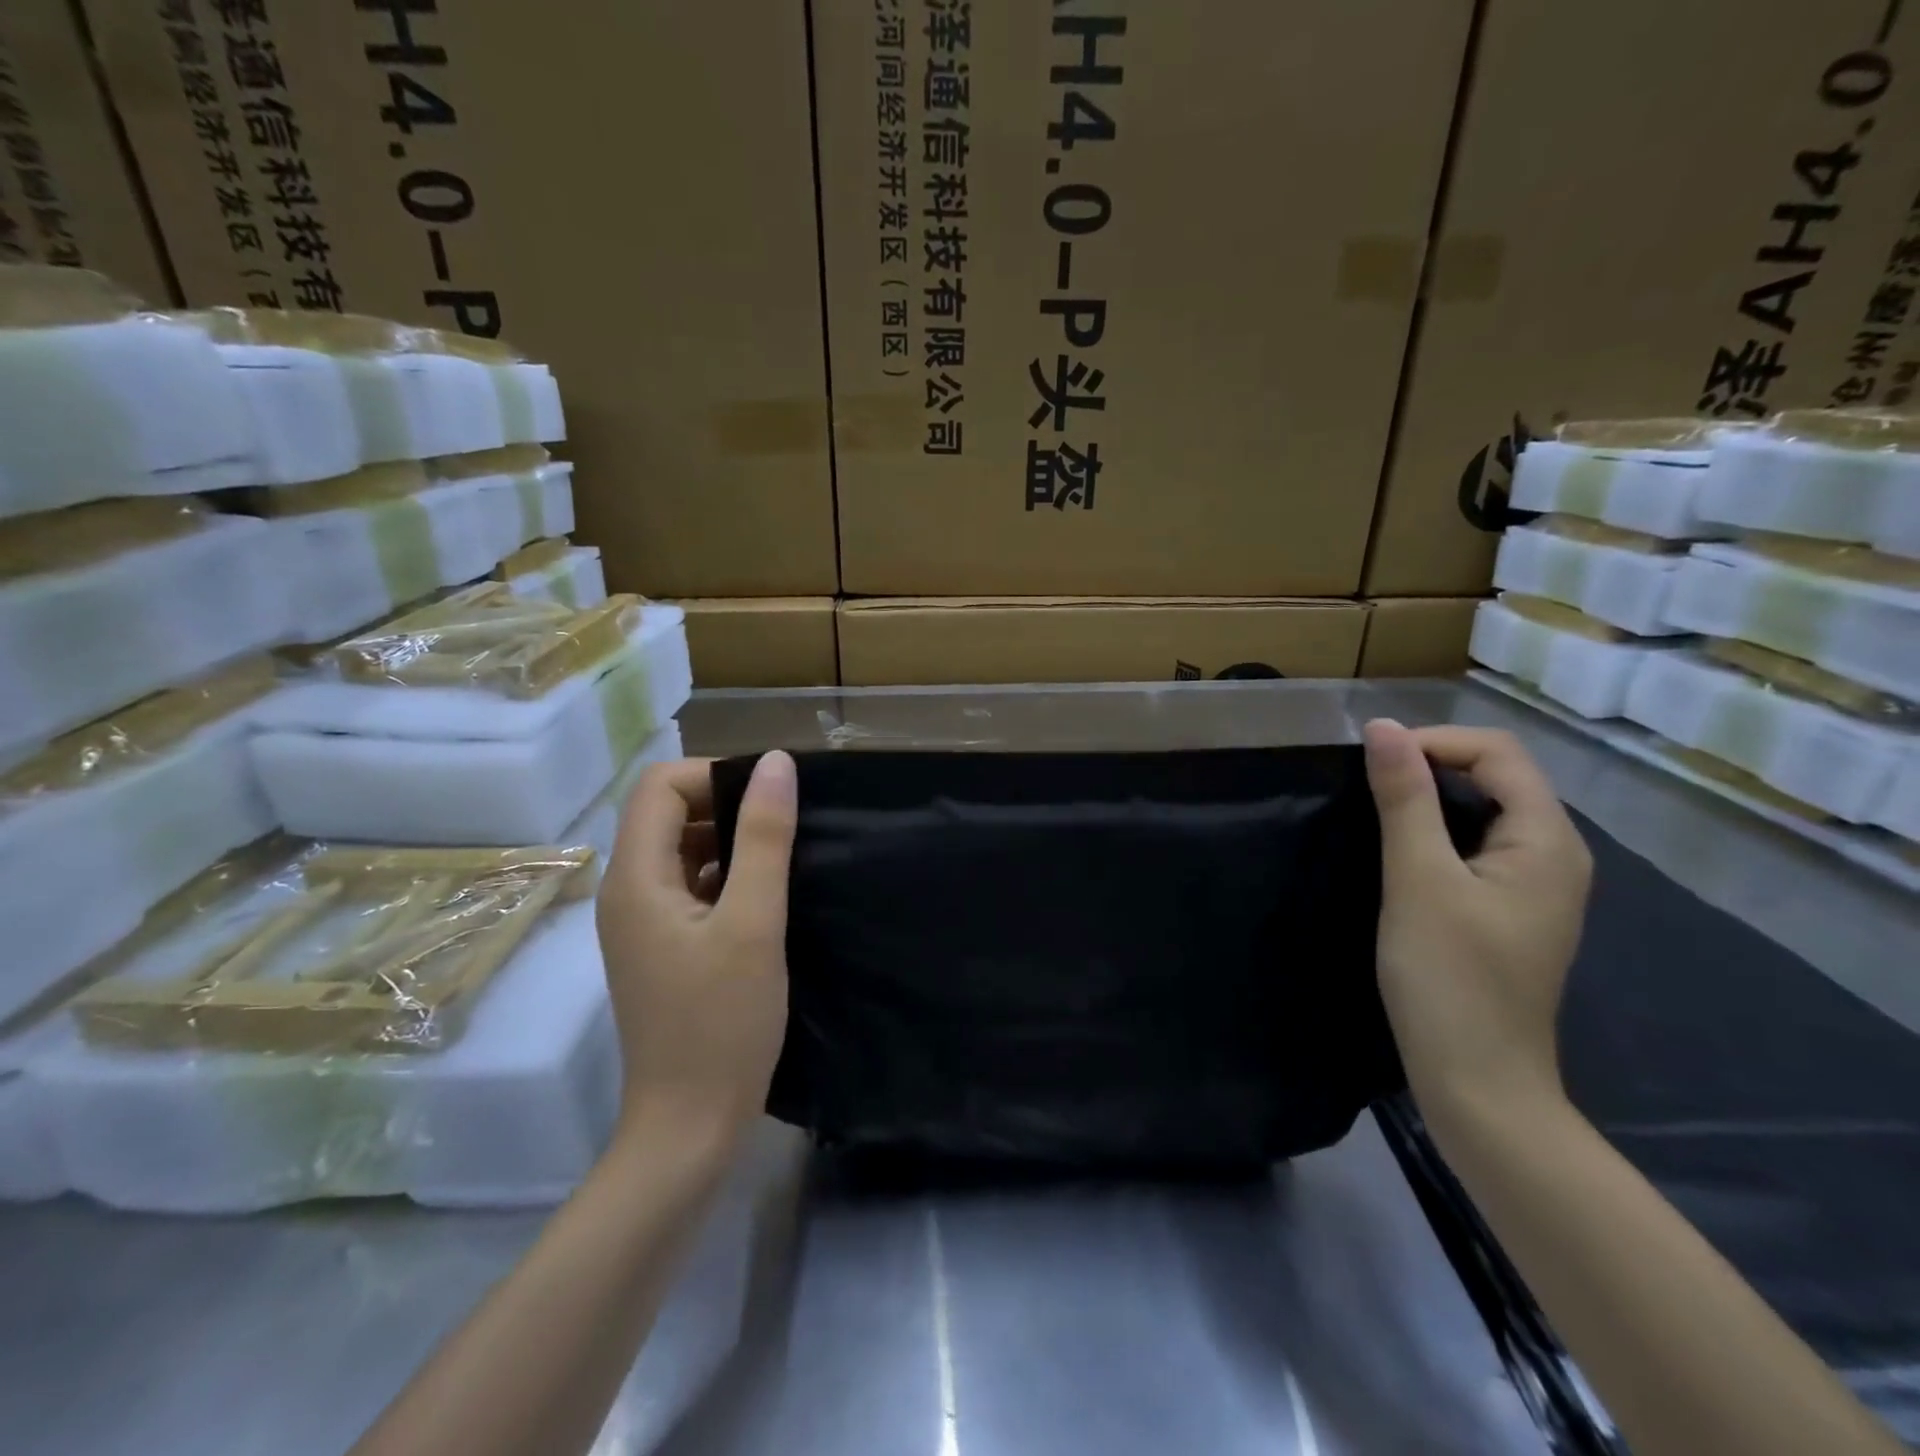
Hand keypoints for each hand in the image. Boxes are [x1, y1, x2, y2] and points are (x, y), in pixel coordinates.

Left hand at [595, 752, 797, 1143]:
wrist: (689, 1127)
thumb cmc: (722, 1024)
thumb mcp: (754, 923)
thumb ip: (764, 838)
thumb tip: (778, 762)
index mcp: (636, 878)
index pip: (660, 785)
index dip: (715, 776)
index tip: (771, 799)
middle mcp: (628, 891)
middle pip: (668, 813)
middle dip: (727, 804)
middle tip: (787, 825)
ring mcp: (644, 922)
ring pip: (683, 849)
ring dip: (731, 840)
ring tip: (786, 856)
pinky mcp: (664, 946)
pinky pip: (692, 885)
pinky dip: (728, 874)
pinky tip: (769, 895)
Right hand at [1362, 721, 1591, 1114]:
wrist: (1478, 1081)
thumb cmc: (1448, 977)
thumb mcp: (1417, 879)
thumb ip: (1404, 799)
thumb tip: (1381, 727)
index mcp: (1547, 841)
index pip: (1498, 752)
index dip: (1433, 742)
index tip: (1372, 762)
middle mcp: (1555, 854)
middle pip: (1499, 776)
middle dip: (1432, 764)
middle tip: (1367, 783)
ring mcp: (1537, 886)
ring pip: (1487, 810)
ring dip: (1432, 797)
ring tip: (1376, 809)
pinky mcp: (1511, 910)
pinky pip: (1480, 845)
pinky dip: (1439, 831)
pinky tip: (1402, 851)